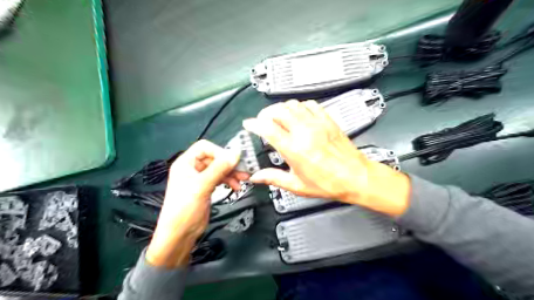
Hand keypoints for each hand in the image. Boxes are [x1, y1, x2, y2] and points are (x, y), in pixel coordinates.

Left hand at [146, 139, 248, 268]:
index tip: (232, 160)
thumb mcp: (202, 186)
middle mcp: (193, 168)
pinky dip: (229, 180)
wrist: (180, 234)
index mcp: (186, 163)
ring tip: (243, 179)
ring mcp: (200, 178)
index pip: (205, 147)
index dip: (219, 152)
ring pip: (219, 169)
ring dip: (232, 173)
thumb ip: (219, 168)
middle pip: (214, 158)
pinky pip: (220, 178)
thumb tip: (235, 154)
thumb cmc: (185, 208)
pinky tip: (236, 186)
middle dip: (229, 164)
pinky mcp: (206, 188)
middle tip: (243, 170)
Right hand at [243, 100, 409, 217]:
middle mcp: (304, 133)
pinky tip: (299, 114)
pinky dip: (299, 106)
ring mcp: (317, 124)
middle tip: (263, 121)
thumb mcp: (297, 185)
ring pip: (292, 104)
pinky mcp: (327, 121)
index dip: (254, 123)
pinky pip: (310, 104)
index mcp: (294, 149)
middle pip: (277, 110)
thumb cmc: (330, 183)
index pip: (267, 128)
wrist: (355, 177)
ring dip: (281, 108)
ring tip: (278, 117)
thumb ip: (274, 178)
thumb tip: (258, 177)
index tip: (249, 124)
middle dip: (265, 113)